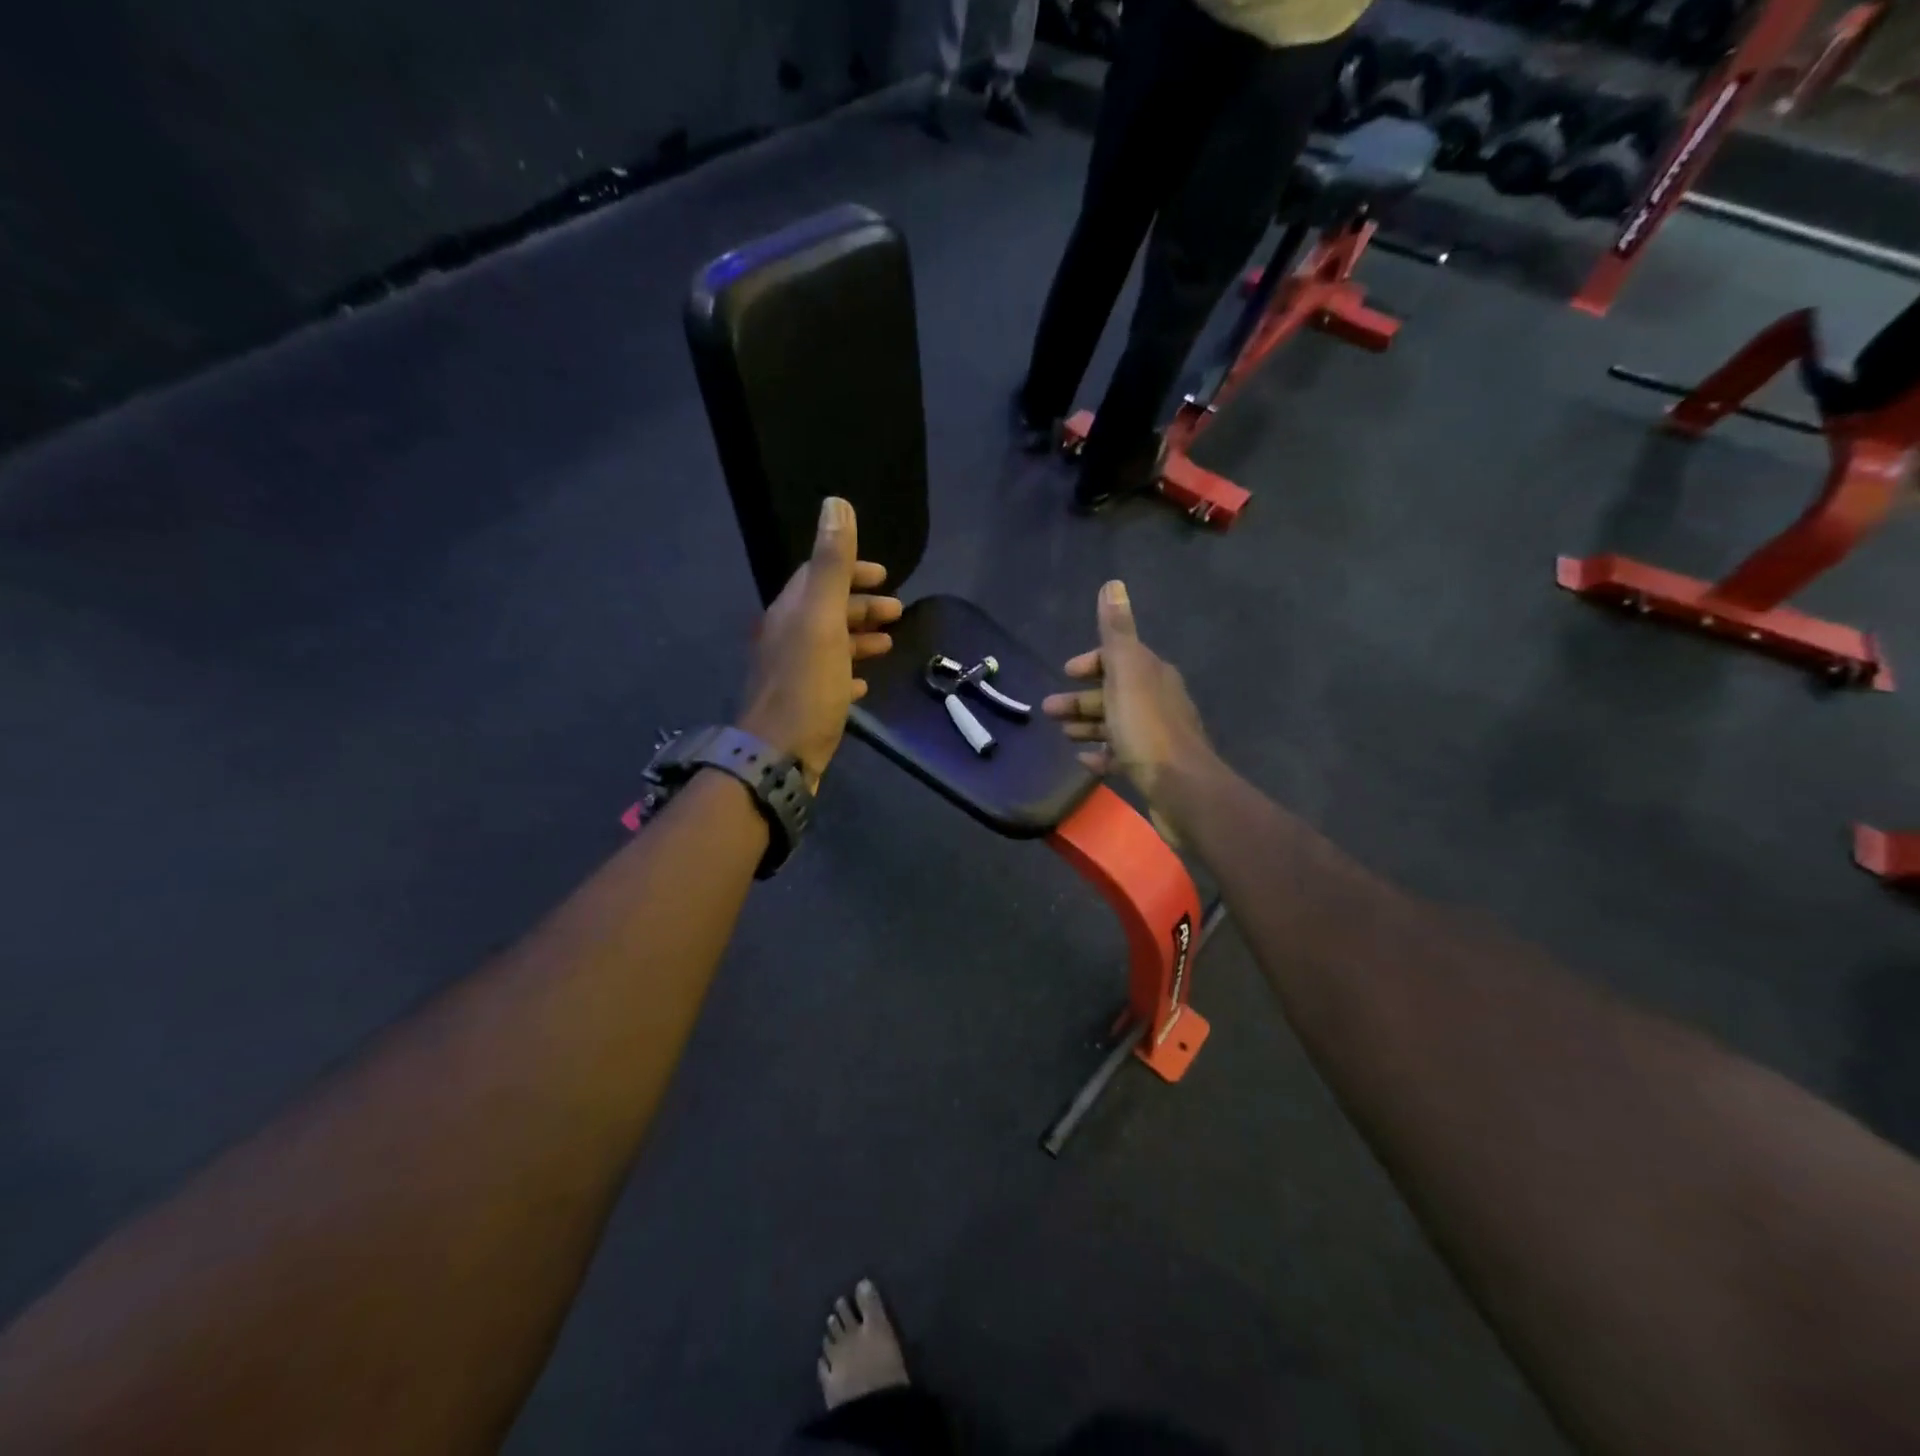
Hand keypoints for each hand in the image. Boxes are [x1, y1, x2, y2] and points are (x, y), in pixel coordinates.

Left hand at [738, 498, 901, 789]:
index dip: (852, 571)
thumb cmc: (806, 684)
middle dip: (862, 606)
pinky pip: (828, 681)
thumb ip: (831, 564)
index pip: (818, 576)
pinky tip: (864, 685)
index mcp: (790, 613)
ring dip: (859, 639)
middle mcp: (786, 638)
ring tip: (889, 644)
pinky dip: (848, 674)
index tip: (886, 575)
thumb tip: (835, 503)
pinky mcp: (802, 707)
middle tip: (898, 611)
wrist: (779, 755)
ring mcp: (792, 674)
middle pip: (826, 611)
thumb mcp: (822, 618)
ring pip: (829, 646)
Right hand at [1042, 580, 1217, 838]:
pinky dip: (1101, 754)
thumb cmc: (1147, 729)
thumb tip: (1113, 584)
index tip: (1067, 672)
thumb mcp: (1127, 674)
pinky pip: (1121, 755)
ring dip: (1087, 725)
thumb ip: (1117, 632)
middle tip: (1048, 711)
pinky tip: (1084, 760)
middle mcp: (1158, 700)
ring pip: (1115, 723)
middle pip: (1113, 692)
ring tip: (1061, 734)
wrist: (1182, 789)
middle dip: (1081, 698)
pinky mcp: (1152, 767)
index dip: (1092, 662)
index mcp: (1153, 675)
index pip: (1120, 657)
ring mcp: (1156, 736)